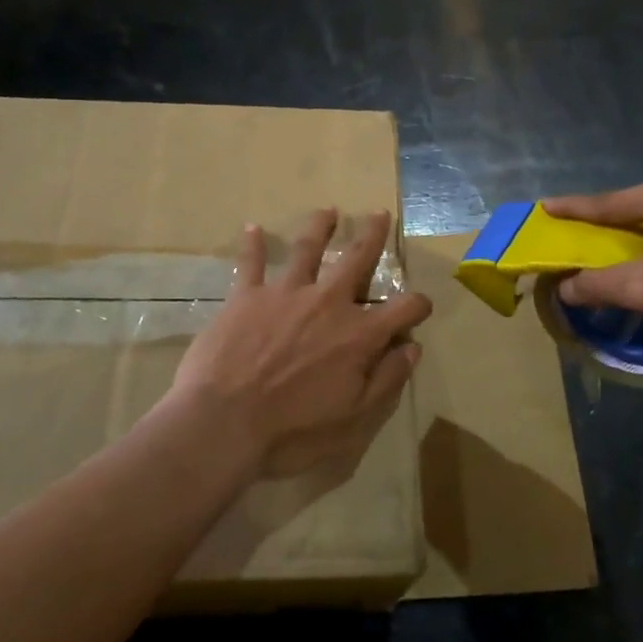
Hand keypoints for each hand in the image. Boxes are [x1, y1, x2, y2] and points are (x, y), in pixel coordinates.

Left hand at [170, 209, 432, 479]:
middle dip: (372, 235)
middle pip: (357, 259)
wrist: (223, 424)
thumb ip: (386, 380)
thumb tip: (412, 347)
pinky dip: (251, 244)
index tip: (420, 306)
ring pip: (307, 249)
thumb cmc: (292, 430)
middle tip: (379, 214)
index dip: (417, 305)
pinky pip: (250, 263)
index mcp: (358, 334)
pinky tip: (252, 228)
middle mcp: (327, 302)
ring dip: (320, 227)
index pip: (403, 309)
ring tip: (328, 210)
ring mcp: (285, 293)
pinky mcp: (246, 296)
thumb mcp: (354, 420)